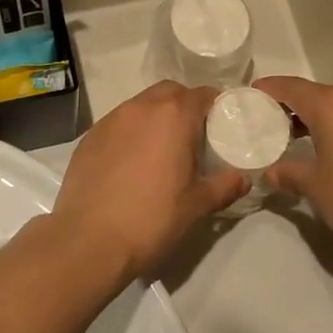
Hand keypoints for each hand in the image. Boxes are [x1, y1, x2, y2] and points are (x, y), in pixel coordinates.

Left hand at [51, 81, 247, 278]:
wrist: (88, 241)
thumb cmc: (152, 219)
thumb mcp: (197, 206)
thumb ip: (224, 186)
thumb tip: (243, 179)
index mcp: (174, 116)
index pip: (203, 94)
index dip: (216, 106)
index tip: (222, 125)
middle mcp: (141, 107)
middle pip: (170, 92)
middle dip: (185, 106)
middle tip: (193, 136)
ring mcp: (111, 120)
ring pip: (141, 105)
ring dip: (156, 117)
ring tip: (161, 150)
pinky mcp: (89, 137)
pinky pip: (118, 124)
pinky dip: (130, 133)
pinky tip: (131, 163)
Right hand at [253, 77, 332, 260]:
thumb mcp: (316, 187)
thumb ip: (290, 173)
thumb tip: (270, 172)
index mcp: (330, 105)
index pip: (290, 86)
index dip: (267, 89)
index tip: (248, 96)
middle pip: (314, 94)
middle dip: (288, 105)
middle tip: (265, 122)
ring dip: (313, 118)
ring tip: (291, 138)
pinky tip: (327, 150)